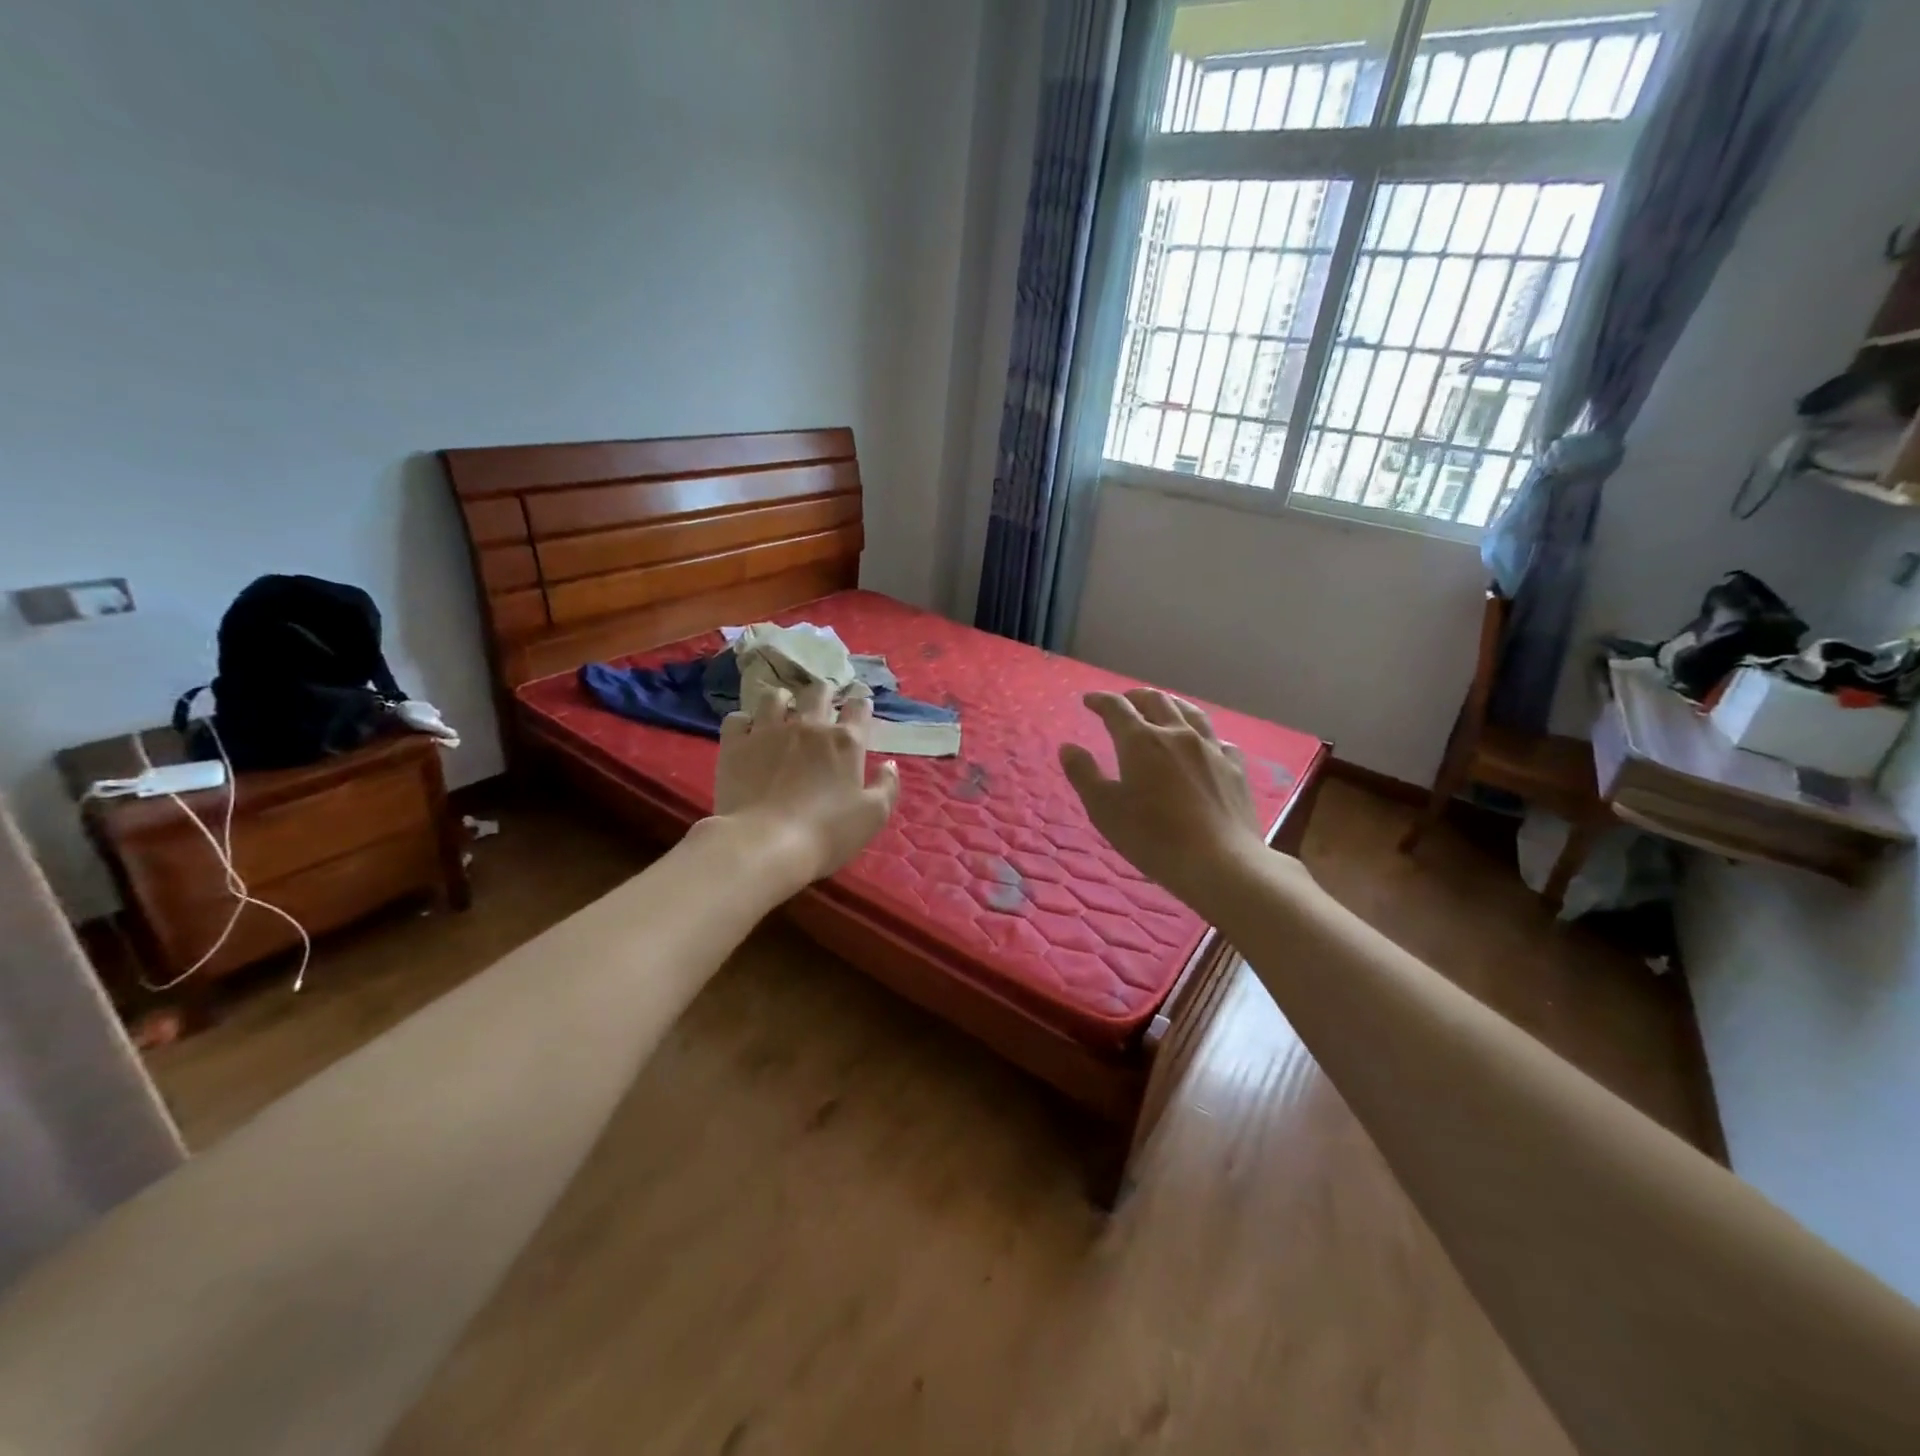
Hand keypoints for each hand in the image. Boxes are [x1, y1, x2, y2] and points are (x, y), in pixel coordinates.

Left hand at [712, 680, 900, 887]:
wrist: (765, 843)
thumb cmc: (827, 832)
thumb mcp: (873, 816)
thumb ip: (887, 786)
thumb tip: (889, 764)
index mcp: (845, 742)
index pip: (858, 708)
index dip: (860, 705)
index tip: (859, 709)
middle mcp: (809, 726)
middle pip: (818, 691)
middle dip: (825, 691)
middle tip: (823, 702)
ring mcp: (769, 731)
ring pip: (775, 697)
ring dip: (783, 700)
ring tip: (783, 711)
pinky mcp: (736, 744)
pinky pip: (738, 718)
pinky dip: (745, 722)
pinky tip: (748, 734)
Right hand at [1059, 689, 1265, 910]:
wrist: (1220, 862)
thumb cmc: (1153, 837)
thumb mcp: (1104, 809)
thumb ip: (1084, 774)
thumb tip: (1068, 747)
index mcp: (1141, 741)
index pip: (1117, 708)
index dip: (1101, 700)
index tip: (1090, 700)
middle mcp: (1178, 735)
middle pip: (1156, 701)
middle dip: (1136, 696)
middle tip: (1124, 700)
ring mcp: (1211, 749)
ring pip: (1191, 713)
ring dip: (1171, 704)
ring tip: (1163, 706)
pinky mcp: (1236, 769)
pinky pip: (1219, 741)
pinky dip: (1204, 736)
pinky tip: (1205, 745)